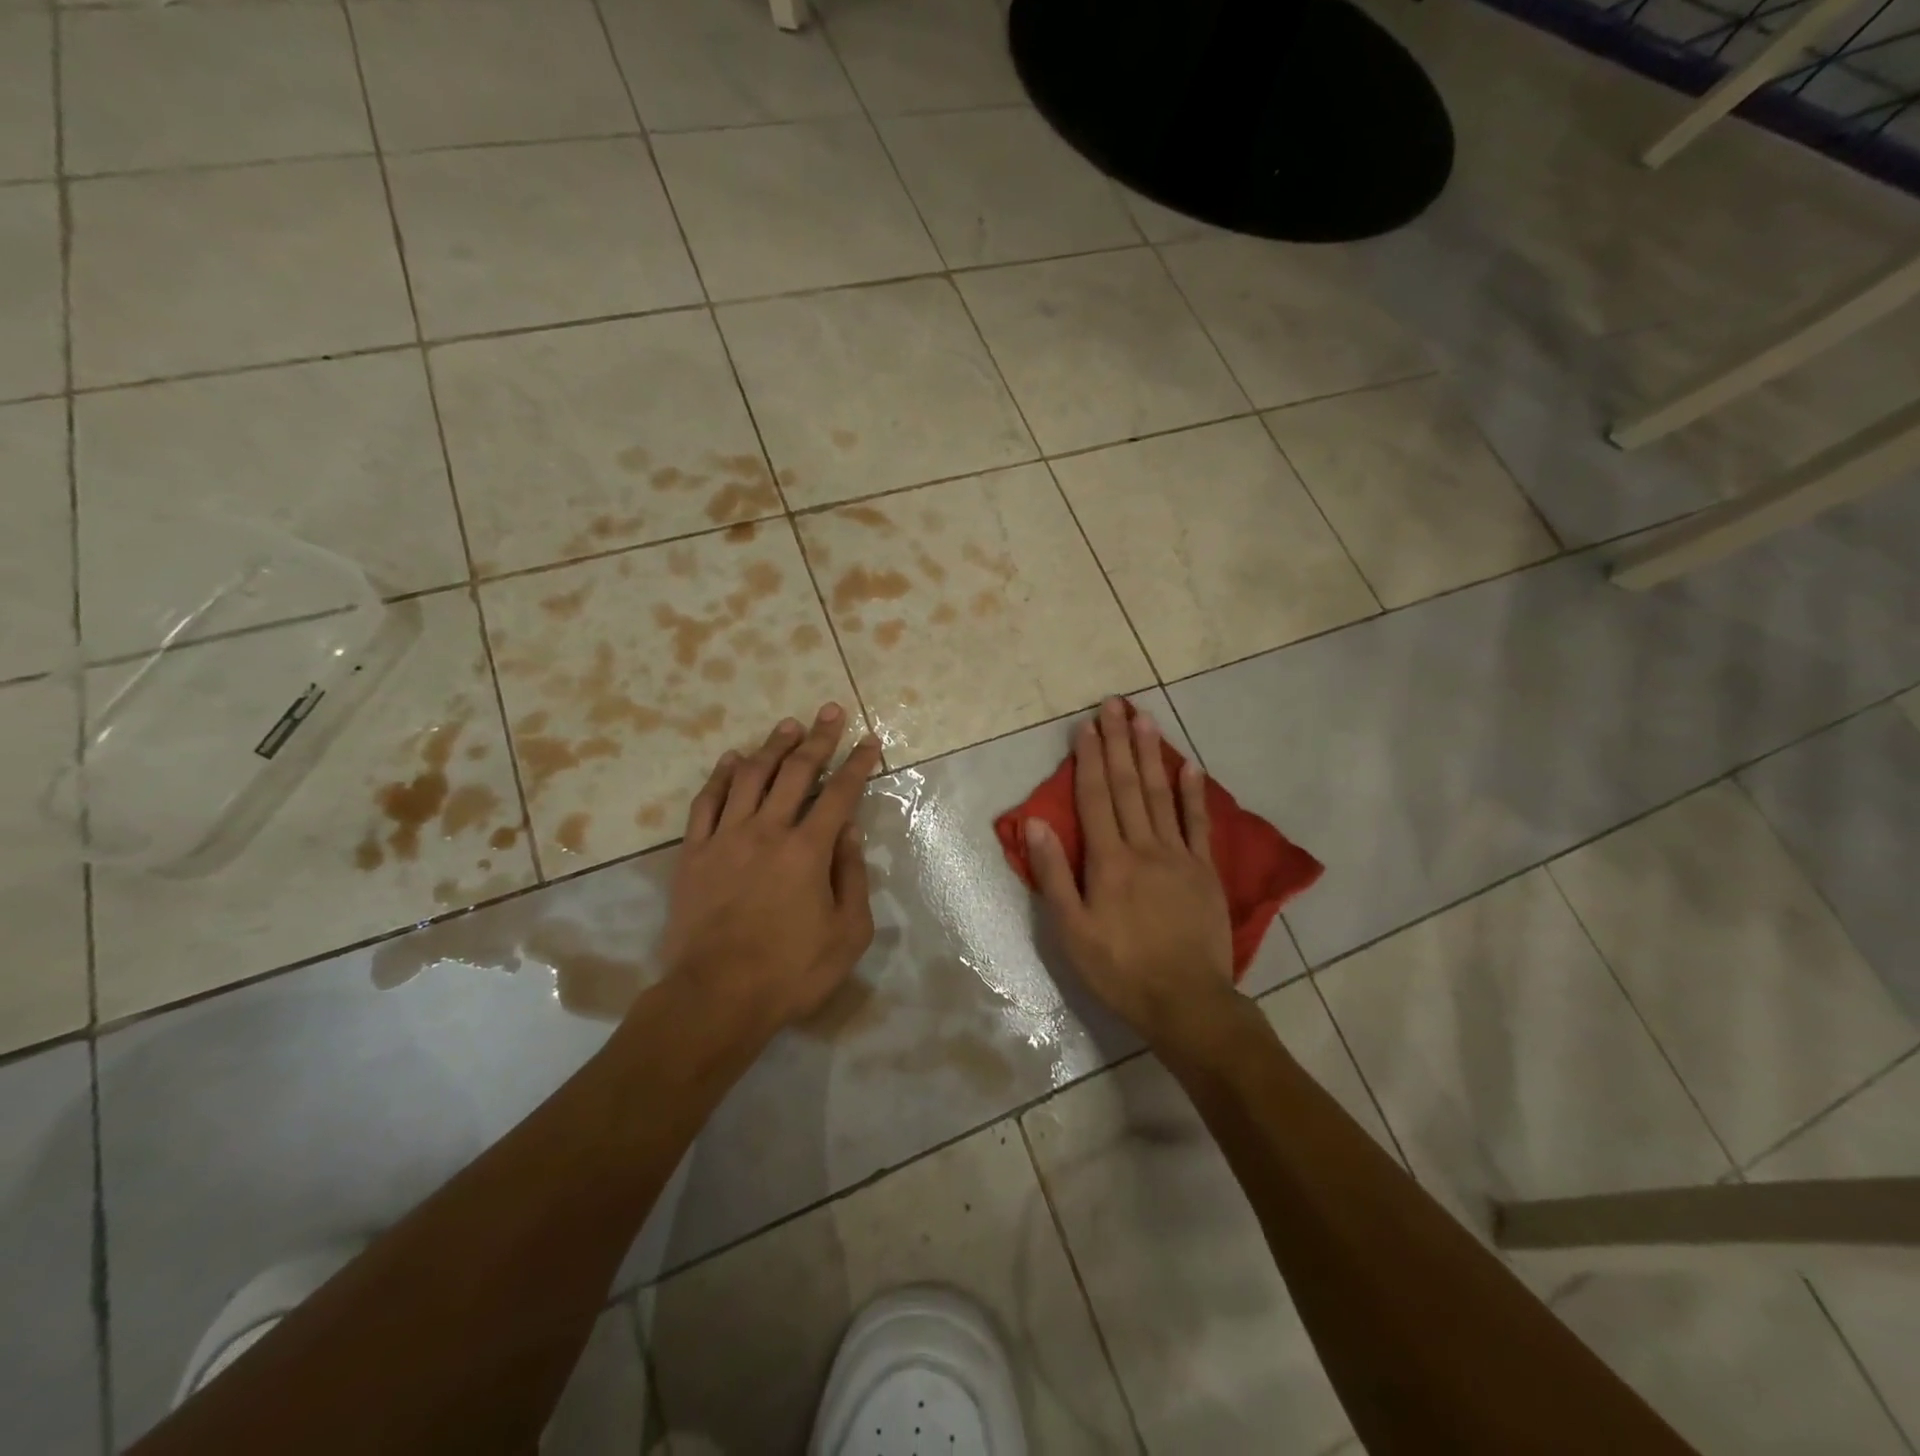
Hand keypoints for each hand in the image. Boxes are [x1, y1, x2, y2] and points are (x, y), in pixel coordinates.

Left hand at [656, 704, 882, 1042]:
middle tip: (829, 711)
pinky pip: (706, 802)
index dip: (857, 764)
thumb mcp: (847, 933)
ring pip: (749, 777)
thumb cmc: (791, 971)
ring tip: (787, 726)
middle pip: (795, 772)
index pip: (839, 794)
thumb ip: (852, 876)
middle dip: (817, 739)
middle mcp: (767, 831)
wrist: (715, 997)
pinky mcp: (693, 854)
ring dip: (771, 747)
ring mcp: (725, 839)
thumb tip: (848, 832)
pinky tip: (731, 759)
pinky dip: (720, 776)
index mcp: (808, 850)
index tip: (868, 740)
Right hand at [1026, 699, 1236, 1046]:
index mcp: (1109, 860)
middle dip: (1118, 743)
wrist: (1186, 1001)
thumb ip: (1053, 874)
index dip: (1089, 759)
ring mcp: (1179, 856)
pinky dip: (1193, 793)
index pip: (1096, 798)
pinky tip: (1189, 766)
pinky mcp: (1205, 871)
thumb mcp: (1071, 930)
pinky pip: (1198, 823)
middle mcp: (1144, 847)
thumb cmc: (1120, 969)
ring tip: (1144, 719)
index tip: (1086, 725)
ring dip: (1152, 755)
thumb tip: (1036, 822)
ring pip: (1162, 795)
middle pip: (1129, 786)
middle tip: (1114, 704)